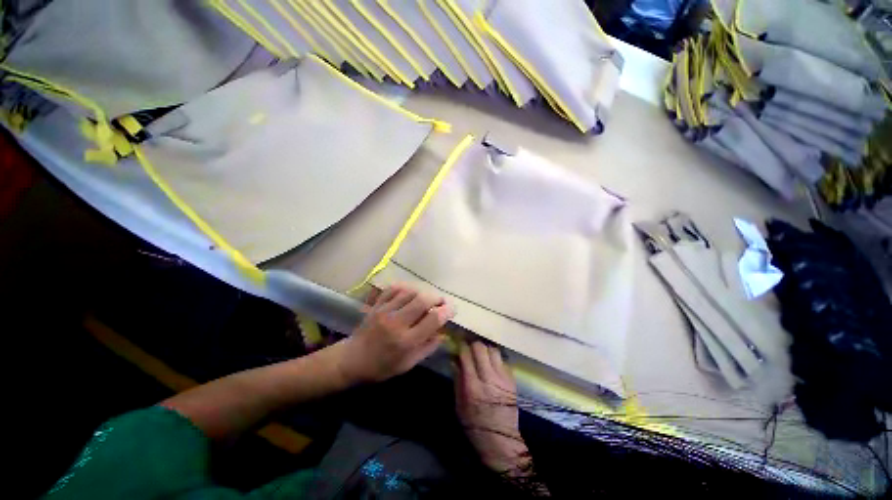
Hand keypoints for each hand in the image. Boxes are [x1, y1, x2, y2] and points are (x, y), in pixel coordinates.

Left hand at [338, 285, 453, 383]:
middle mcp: (396, 323)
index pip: (432, 319)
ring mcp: (385, 311)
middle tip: (441, 301)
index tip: (452, 308)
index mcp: (406, 341)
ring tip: (427, 298)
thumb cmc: (382, 366)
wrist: (352, 360)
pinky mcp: (377, 305)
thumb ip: (428, 347)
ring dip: (423, 292)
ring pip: (410, 292)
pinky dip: (406, 288)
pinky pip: (394, 289)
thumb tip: (444, 333)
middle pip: (422, 300)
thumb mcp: (408, 364)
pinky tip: (410, 293)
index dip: (446, 311)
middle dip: (436, 298)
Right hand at [455, 342, 529, 474]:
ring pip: (493, 350)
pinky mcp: (512, 381)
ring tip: (482, 355)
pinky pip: (502, 361)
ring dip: (486, 350)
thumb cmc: (475, 425)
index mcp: (473, 386)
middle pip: (481, 348)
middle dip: (473, 345)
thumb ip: (457, 380)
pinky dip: (495, 359)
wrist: (501, 440)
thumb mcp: (459, 405)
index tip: (459, 345)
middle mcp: (488, 379)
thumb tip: (455, 360)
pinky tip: (491, 366)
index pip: (467, 356)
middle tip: (470, 349)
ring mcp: (502, 379)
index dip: (462, 347)